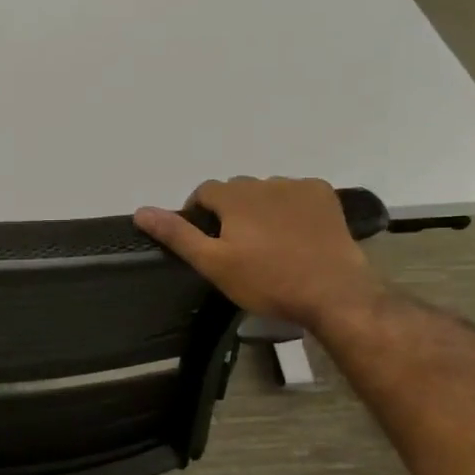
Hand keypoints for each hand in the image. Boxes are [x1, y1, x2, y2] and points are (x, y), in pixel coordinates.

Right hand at [134, 177, 383, 331]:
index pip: (204, 191)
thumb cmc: (267, 281)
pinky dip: (291, 208)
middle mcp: (264, 182)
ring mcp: (298, 186)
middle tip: (237, 248)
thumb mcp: (214, 264)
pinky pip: (297, 194)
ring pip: (267, 191)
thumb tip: (141, 211)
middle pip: (236, 190)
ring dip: (261, 208)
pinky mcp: (325, 196)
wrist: (333, 292)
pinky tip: (296, 235)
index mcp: (234, 196)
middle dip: (231, 211)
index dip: (198, 212)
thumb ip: (178, 235)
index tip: (206, 241)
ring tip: (269, 243)